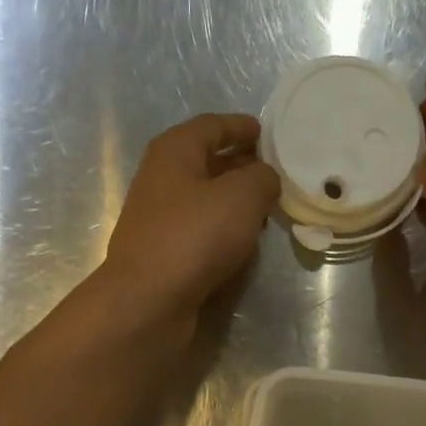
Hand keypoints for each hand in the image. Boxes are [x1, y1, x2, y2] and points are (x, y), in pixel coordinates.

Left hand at [103, 112, 280, 321]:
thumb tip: (266, 178)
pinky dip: (224, 231)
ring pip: (206, 200)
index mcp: (174, 151)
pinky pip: (201, 231)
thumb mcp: (243, 196)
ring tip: (267, 210)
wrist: (149, 300)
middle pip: (208, 162)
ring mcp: (160, 219)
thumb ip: (263, 177)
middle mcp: (162, 179)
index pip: (213, 125)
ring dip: (235, 202)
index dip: (242, 127)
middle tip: (276, 175)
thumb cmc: (195, 236)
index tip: (270, 136)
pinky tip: (245, 244)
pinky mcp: (165, 252)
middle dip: (242, 166)